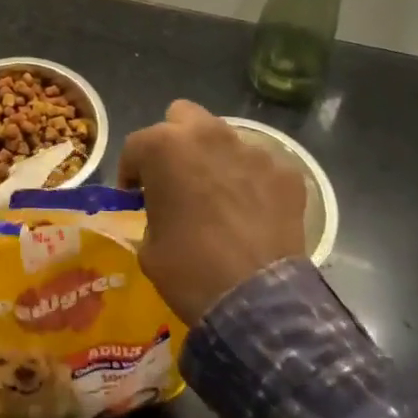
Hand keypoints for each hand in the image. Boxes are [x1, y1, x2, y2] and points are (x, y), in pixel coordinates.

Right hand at [119, 101, 307, 325]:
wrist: (256, 301)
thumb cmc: (189, 271)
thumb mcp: (149, 246)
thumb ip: (152, 212)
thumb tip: (163, 211)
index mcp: (164, 147)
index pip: (136, 146)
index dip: (131, 172)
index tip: (134, 196)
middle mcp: (208, 135)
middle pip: (182, 117)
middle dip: (175, 141)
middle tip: (176, 177)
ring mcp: (252, 150)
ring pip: (224, 138)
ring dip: (215, 159)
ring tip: (219, 196)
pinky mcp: (286, 172)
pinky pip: (261, 167)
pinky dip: (253, 182)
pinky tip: (253, 213)